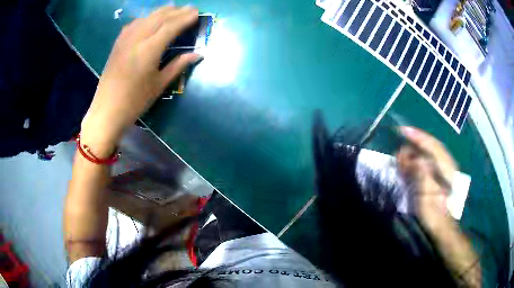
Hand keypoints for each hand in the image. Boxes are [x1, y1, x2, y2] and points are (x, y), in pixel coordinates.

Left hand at [81, 6, 199, 155]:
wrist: (107, 110)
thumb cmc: (135, 101)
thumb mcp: (159, 84)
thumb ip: (178, 65)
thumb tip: (197, 54)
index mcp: (149, 50)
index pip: (170, 26)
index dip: (185, 18)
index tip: (196, 12)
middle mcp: (137, 39)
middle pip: (159, 18)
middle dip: (176, 11)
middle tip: (189, 8)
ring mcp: (125, 40)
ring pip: (146, 18)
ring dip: (161, 12)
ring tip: (173, 9)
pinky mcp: (118, 44)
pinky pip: (133, 24)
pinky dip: (145, 18)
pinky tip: (149, 19)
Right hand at [397, 127, 456, 231]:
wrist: (443, 228)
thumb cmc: (436, 213)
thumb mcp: (428, 195)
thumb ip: (422, 175)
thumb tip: (413, 158)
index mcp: (446, 167)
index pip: (432, 145)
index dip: (417, 136)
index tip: (402, 130)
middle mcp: (446, 165)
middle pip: (429, 149)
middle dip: (413, 146)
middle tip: (397, 150)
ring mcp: (442, 172)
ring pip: (427, 157)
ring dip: (413, 155)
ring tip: (400, 158)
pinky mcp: (437, 180)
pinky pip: (426, 166)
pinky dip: (415, 164)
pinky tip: (407, 167)